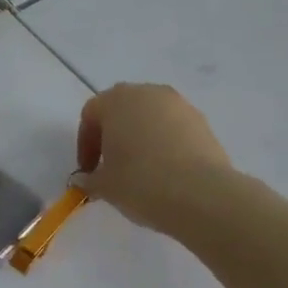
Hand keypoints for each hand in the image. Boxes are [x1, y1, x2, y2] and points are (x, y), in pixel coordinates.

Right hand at [77, 83, 232, 233]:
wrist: (201, 195)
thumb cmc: (141, 183)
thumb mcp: (105, 186)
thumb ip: (90, 179)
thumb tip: (85, 179)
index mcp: (116, 100)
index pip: (91, 115)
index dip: (86, 144)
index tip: (89, 170)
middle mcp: (147, 93)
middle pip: (122, 109)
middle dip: (114, 135)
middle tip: (112, 165)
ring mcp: (179, 104)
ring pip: (150, 117)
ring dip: (141, 137)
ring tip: (142, 169)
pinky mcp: (202, 121)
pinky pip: (174, 128)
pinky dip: (166, 143)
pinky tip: (167, 171)